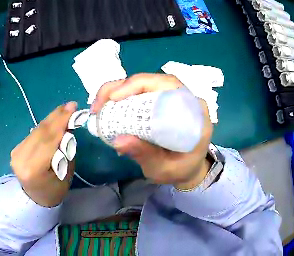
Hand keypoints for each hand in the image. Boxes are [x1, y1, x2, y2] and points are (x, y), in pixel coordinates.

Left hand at [10, 102, 76, 206]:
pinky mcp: (16, 149)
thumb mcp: (66, 172)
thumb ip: (64, 149)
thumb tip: (66, 127)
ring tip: (64, 110)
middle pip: (40, 132)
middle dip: (57, 117)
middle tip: (70, 105)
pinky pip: (33, 134)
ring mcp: (16, 152)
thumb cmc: (55, 190)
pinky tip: (53, 120)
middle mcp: (20, 158)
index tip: (72, 108)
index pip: (48, 140)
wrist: (35, 197)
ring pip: (36, 130)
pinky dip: (45, 126)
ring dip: (51, 119)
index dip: (60, 122)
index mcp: (33, 169)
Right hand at [92, 74, 212, 189]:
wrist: (187, 170)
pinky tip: (109, 109)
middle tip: (99, 103)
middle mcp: (185, 99)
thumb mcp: (164, 168)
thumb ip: (146, 155)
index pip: (169, 84)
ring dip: (118, 91)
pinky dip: (121, 99)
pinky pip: (141, 94)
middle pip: (153, 81)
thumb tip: (118, 141)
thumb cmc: (180, 170)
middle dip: (121, 87)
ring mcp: (172, 99)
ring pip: (144, 85)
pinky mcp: (161, 103)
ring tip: (99, 107)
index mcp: (195, 112)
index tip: (115, 97)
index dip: (140, 84)